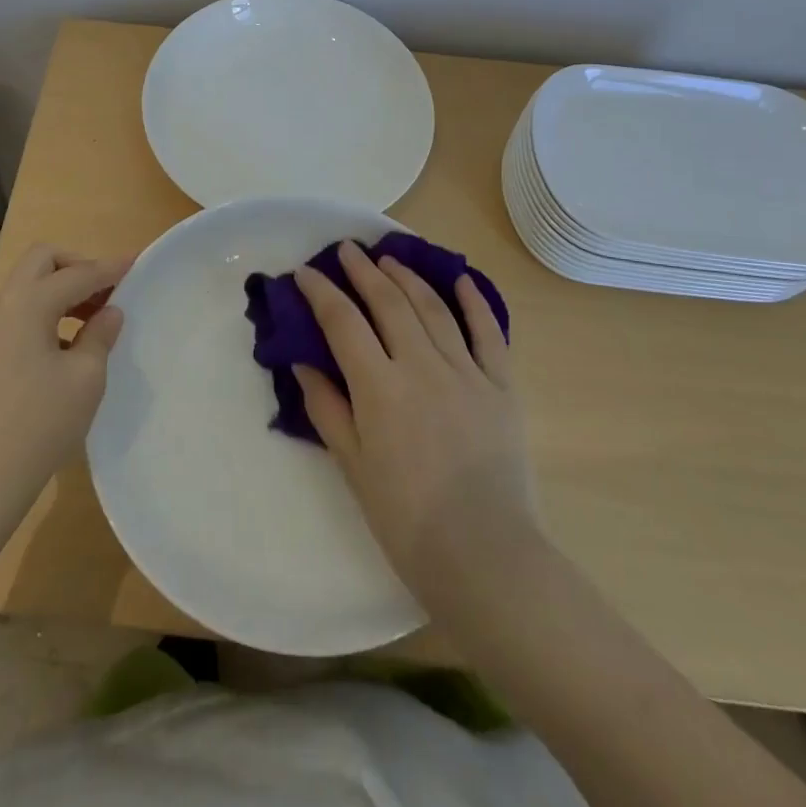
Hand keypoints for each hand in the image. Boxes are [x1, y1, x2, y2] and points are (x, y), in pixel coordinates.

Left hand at [0, 245, 128, 518]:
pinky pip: (22, 312)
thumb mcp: (85, 377)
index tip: (138, 261)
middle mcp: (5, 305)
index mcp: (29, 302)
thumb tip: (109, 312)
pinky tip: (69, 344)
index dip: (111, 268)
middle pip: (43, 261)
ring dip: (62, 289)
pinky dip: (48, 311)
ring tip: (95, 318)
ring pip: (30, 286)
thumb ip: (100, 335)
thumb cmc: (40, 423)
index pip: (78, 273)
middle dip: (77, 266)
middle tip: (108, 291)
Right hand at [294, 242, 541, 618]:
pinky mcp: (501, 386)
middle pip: (388, 302)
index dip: (320, 291)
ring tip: (389, 259)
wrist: (486, 556)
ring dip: (408, 277)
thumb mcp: (352, 466)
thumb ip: (327, 407)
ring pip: (432, 307)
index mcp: (379, 387)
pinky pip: (487, 332)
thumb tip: (304, 361)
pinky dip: (473, 301)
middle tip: (347, 250)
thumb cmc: (406, 519)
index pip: (343, 322)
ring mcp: (466, 372)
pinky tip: (459, 279)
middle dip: (363, 271)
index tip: (305, 272)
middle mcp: (421, 365)